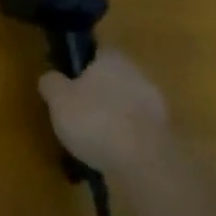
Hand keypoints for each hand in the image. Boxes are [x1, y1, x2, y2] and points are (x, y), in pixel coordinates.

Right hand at [38, 49, 171, 174]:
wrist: (144, 163)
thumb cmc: (95, 119)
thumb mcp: (58, 99)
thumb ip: (51, 83)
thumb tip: (50, 77)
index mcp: (113, 59)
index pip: (97, 51)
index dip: (82, 63)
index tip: (69, 78)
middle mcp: (138, 75)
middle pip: (114, 78)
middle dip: (98, 91)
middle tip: (77, 108)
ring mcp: (156, 106)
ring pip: (127, 104)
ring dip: (113, 115)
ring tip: (91, 137)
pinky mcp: (165, 135)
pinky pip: (137, 129)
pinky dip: (125, 137)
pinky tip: (109, 153)